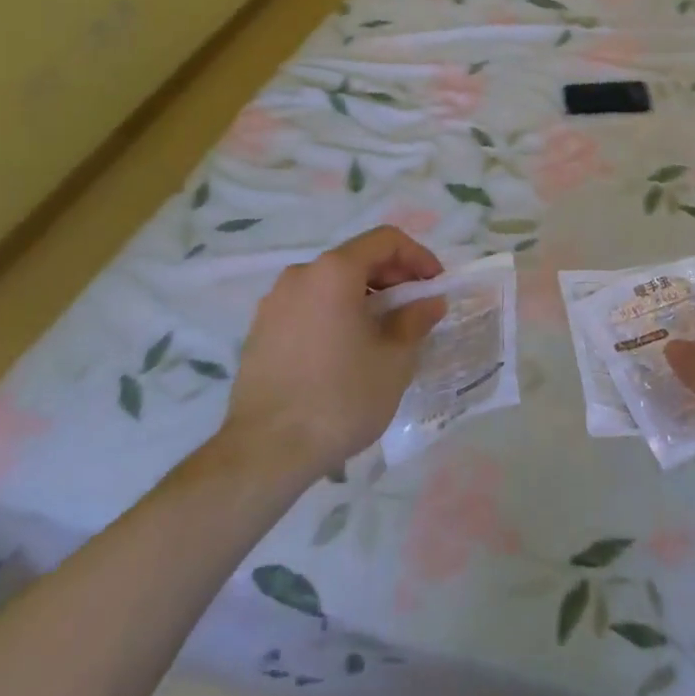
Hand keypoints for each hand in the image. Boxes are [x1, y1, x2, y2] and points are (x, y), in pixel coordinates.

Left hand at [219, 226, 445, 484]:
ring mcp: (274, 304)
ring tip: (383, 332)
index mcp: (334, 271)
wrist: (264, 455)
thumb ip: (415, 320)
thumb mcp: (394, 359)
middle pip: (356, 259)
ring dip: (363, 297)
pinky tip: (347, 351)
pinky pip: (308, 308)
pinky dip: (335, 314)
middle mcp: (300, 275)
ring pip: (330, 285)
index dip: (418, 256)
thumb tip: (430, 302)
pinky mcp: (259, 333)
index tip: (435, 285)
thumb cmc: (340, 398)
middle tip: (415, 309)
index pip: (385, 240)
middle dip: (392, 277)